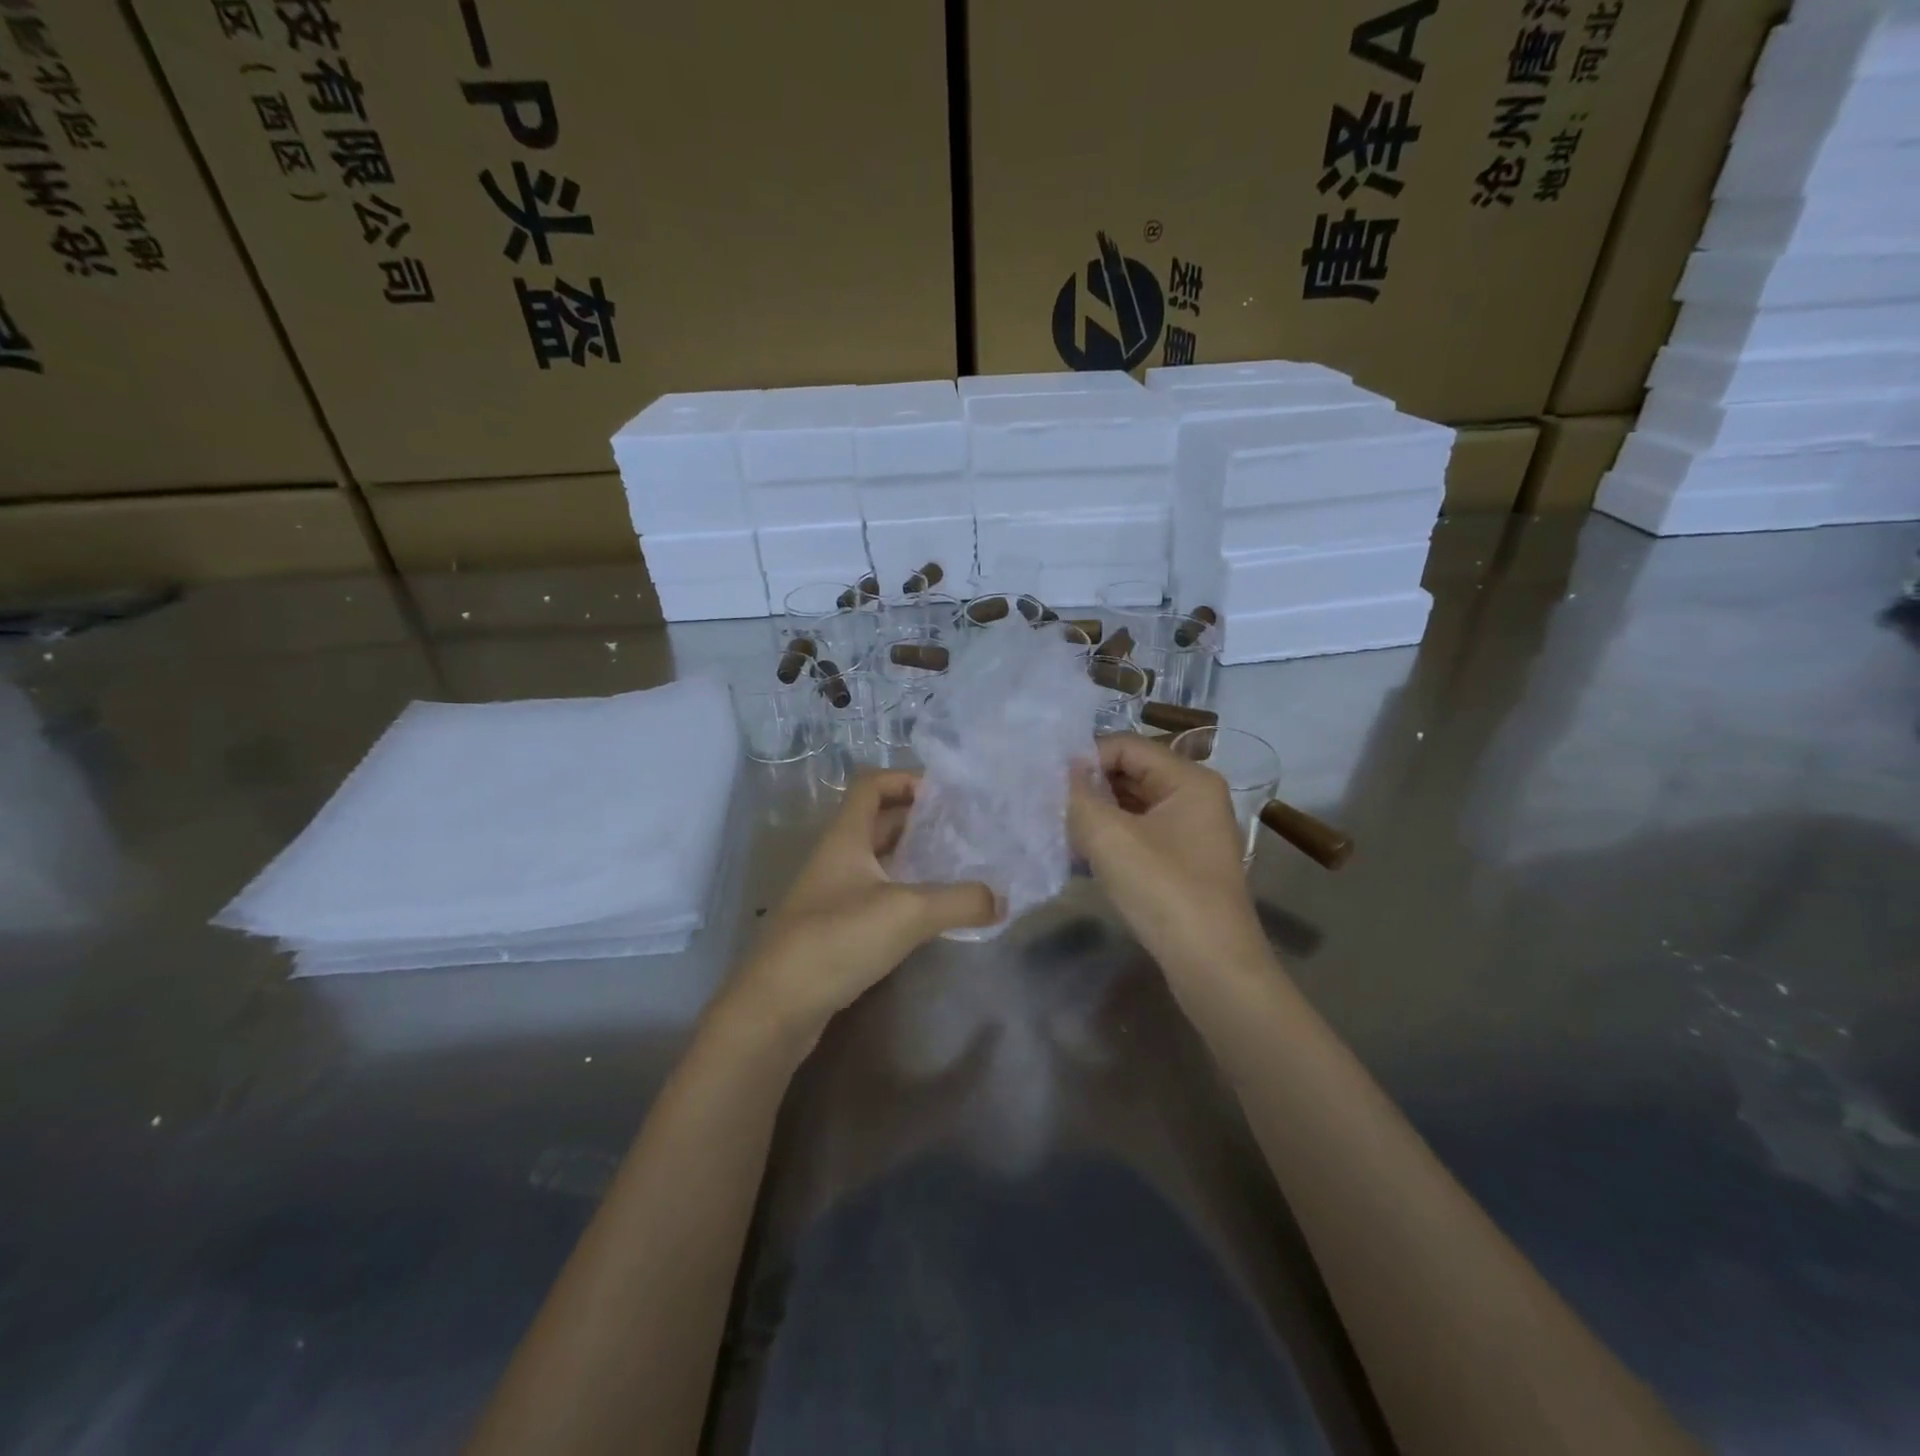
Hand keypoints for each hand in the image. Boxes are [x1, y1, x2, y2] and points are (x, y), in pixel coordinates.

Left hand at [732, 771, 996, 1037]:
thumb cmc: (837, 939)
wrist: (776, 1006)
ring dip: (912, 859)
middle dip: (918, 820)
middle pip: (877, 821)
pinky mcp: (834, 929)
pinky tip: (930, 913)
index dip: (906, 779)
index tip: (946, 795)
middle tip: (962, 830)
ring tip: (956, 867)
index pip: (871, 785)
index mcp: (845, 837)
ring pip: (877, 861)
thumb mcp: (908, 912)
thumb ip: (960, 901)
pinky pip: (875, 896)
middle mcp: (836, 858)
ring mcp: (832, 895)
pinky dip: (903, 894)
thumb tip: (1002, 899)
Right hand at [1067, 735, 1267, 974]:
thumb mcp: (1110, 838)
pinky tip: (1079, 855)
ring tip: (1057, 829)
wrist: (1212, 966)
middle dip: (1088, 787)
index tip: (1046, 782)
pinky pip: (1139, 834)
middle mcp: (1195, 797)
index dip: (1084, 758)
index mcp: (1188, 779)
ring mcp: (1191, 832)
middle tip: (1045, 804)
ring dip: (1095, 815)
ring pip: (1132, 806)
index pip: (1126, 746)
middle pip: (1131, 773)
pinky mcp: (1183, 862)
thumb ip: (1078, 797)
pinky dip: (1110, 838)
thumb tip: (1059, 773)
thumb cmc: (1164, 890)